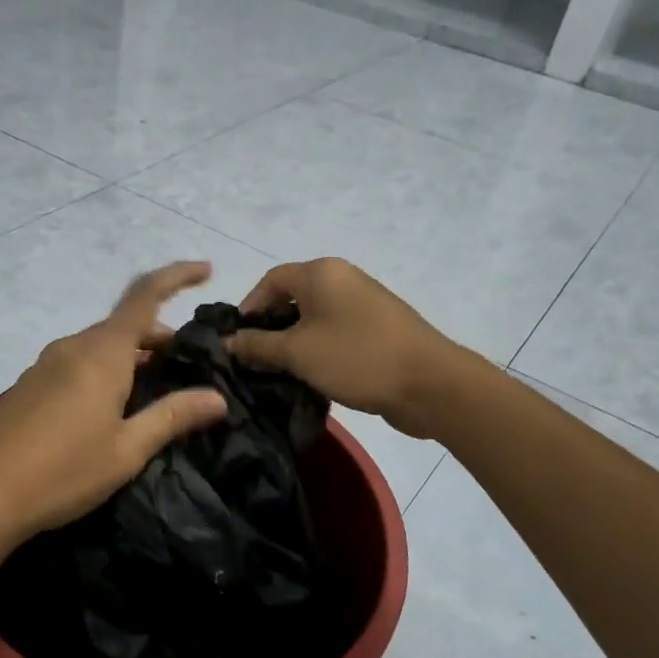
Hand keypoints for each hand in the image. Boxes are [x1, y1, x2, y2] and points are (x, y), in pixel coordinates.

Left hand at [0, 262, 228, 540]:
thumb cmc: (65, 470)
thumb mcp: (127, 449)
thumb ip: (172, 417)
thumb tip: (216, 398)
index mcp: (102, 353)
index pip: (145, 295)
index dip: (177, 276)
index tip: (207, 269)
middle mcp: (73, 346)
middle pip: (124, 324)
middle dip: (159, 335)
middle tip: (187, 365)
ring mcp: (46, 364)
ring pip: (99, 345)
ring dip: (131, 355)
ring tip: (153, 390)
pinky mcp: (30, 384)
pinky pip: (78, 362)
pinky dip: (105, 369)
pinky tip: (110, 407)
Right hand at [229, 258, 466, 438]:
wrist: (430, 384)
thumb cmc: (356, 357)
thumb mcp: (297, 353)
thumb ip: (257, 345)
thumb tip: (228, 342)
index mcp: (321, 273)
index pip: (270, 280)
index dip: (249, 307)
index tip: (237, 341)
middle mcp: (342, 279)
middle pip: (292, 297)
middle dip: (269, 328)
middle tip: (254, 361)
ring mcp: (363, 304)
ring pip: (314, 319)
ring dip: (293, 343)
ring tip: (278, 373)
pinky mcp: (377, 330)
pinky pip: (335, 333)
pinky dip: (317, 350)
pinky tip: (310, 377)